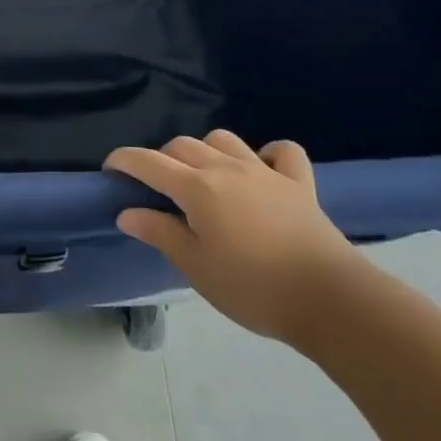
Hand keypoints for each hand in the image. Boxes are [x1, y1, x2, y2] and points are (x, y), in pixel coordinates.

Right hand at [108, 130, 358, 342]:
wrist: (329, 300)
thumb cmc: (252, 286)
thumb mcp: (195, 266)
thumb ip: (159, 233)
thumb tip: (126, 212)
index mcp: (197, 188)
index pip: (148, 162)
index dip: (124, 160)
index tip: (110, 169)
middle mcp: (226, 168)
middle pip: (182, 146)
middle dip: (161, 158)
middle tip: (157, 188)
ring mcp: (265, 172)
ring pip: (223, 140)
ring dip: (206, 151)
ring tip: (204, 177)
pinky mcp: (299, 184)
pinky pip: (282, 152)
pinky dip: (267, 154)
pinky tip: (261, 171)